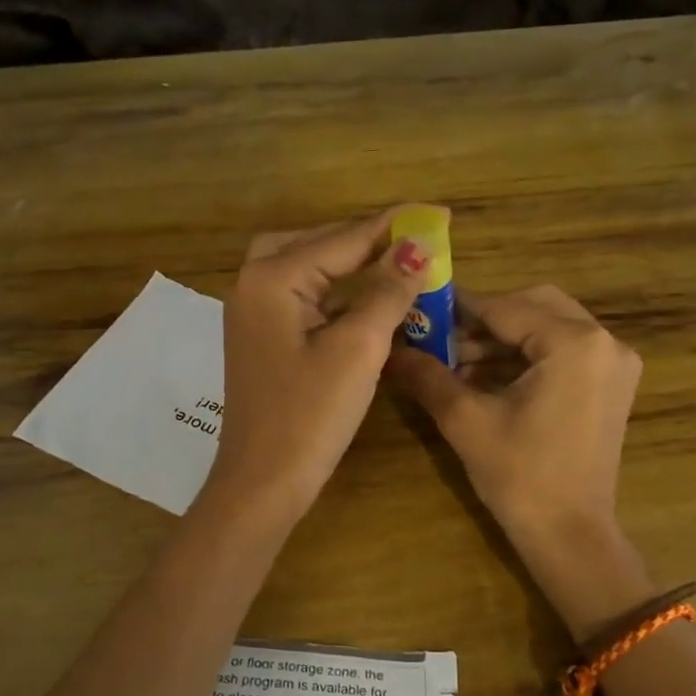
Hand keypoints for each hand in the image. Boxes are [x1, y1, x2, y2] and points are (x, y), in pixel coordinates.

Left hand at [204, 208, 431, 526]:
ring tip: (397, 262)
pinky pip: (303, 298)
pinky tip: (366, 299)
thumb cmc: (309, 416)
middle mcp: (255, 284)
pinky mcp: (263, 338)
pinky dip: (336, 292)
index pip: (343, 238)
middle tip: (415, 240)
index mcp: (273, 278)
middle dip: (367, 238)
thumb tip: (417, 246)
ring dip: (350, 263)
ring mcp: (254, 313)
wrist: (263, 483)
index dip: (395, 225)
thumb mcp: (357, 349)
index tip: (441, 212)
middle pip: (318, 243)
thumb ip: (387, 291)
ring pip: (308, 268)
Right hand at [387, 285, 651, 636]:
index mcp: (575, 343)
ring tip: (454, 364)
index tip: (420, 308)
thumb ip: (427, 374)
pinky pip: (562, 352)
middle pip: (534, 307)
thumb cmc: (520, 476)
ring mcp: (614, 364)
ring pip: (547, 329)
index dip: (458, 308)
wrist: (569, 536)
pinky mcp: (610, 385)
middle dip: (484, 320)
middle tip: (441, 338)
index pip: (506, 307)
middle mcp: (605, 342)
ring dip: (502, 340)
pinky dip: (524, 358)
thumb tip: (389, 349)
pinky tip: (484, 378)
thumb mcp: (466, 420)